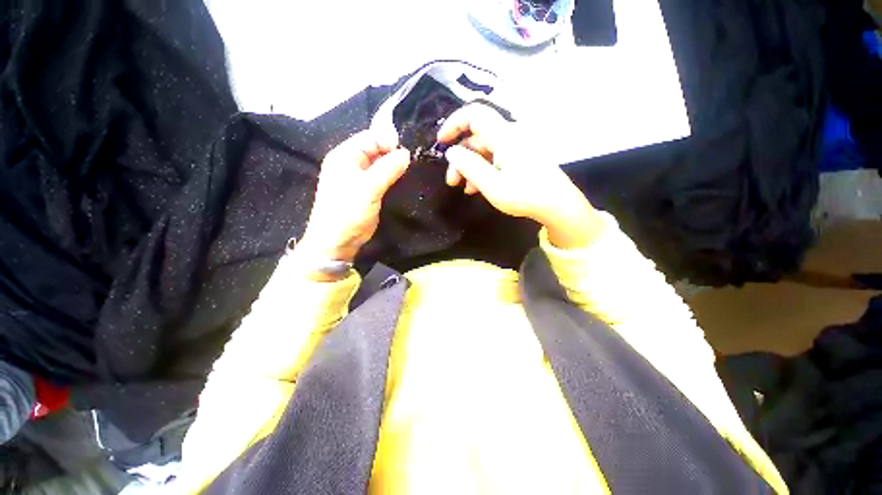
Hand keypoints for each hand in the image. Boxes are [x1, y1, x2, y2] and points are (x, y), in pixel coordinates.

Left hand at [298, 130, 409, 264]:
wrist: (338, 241)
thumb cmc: (348, 211)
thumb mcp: (369, 188)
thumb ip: (388, 168)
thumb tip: (406, 153)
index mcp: (345, 155)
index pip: (369, 137)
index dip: (388, 141)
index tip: (406, 153)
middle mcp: (351, 163)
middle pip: (375, 149)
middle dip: (392, 153)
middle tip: (410, 162)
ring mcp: (358, 178)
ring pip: (379, 164)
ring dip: (393, 165)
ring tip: (408, 170)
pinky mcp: (366, 191)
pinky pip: (380, 177)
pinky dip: (391, 176)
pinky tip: (401, 180)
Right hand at [437, 104, 603, 248]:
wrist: (558, 205)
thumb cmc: (524, 195)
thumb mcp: (491, 185)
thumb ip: (469, 167)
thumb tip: (451, 152)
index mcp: (504, 136)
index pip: (474, 114)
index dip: (454, 124)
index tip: (441, 142)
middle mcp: (510, 135)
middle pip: (477, 138)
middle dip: (460, 158)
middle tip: (452, 181)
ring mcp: (517, 146)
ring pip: (485, 150)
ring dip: (471, 167)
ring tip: (464, 189)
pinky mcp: (521, 157)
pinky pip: (496, 157)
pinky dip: (484, 170)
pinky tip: (478, 187)